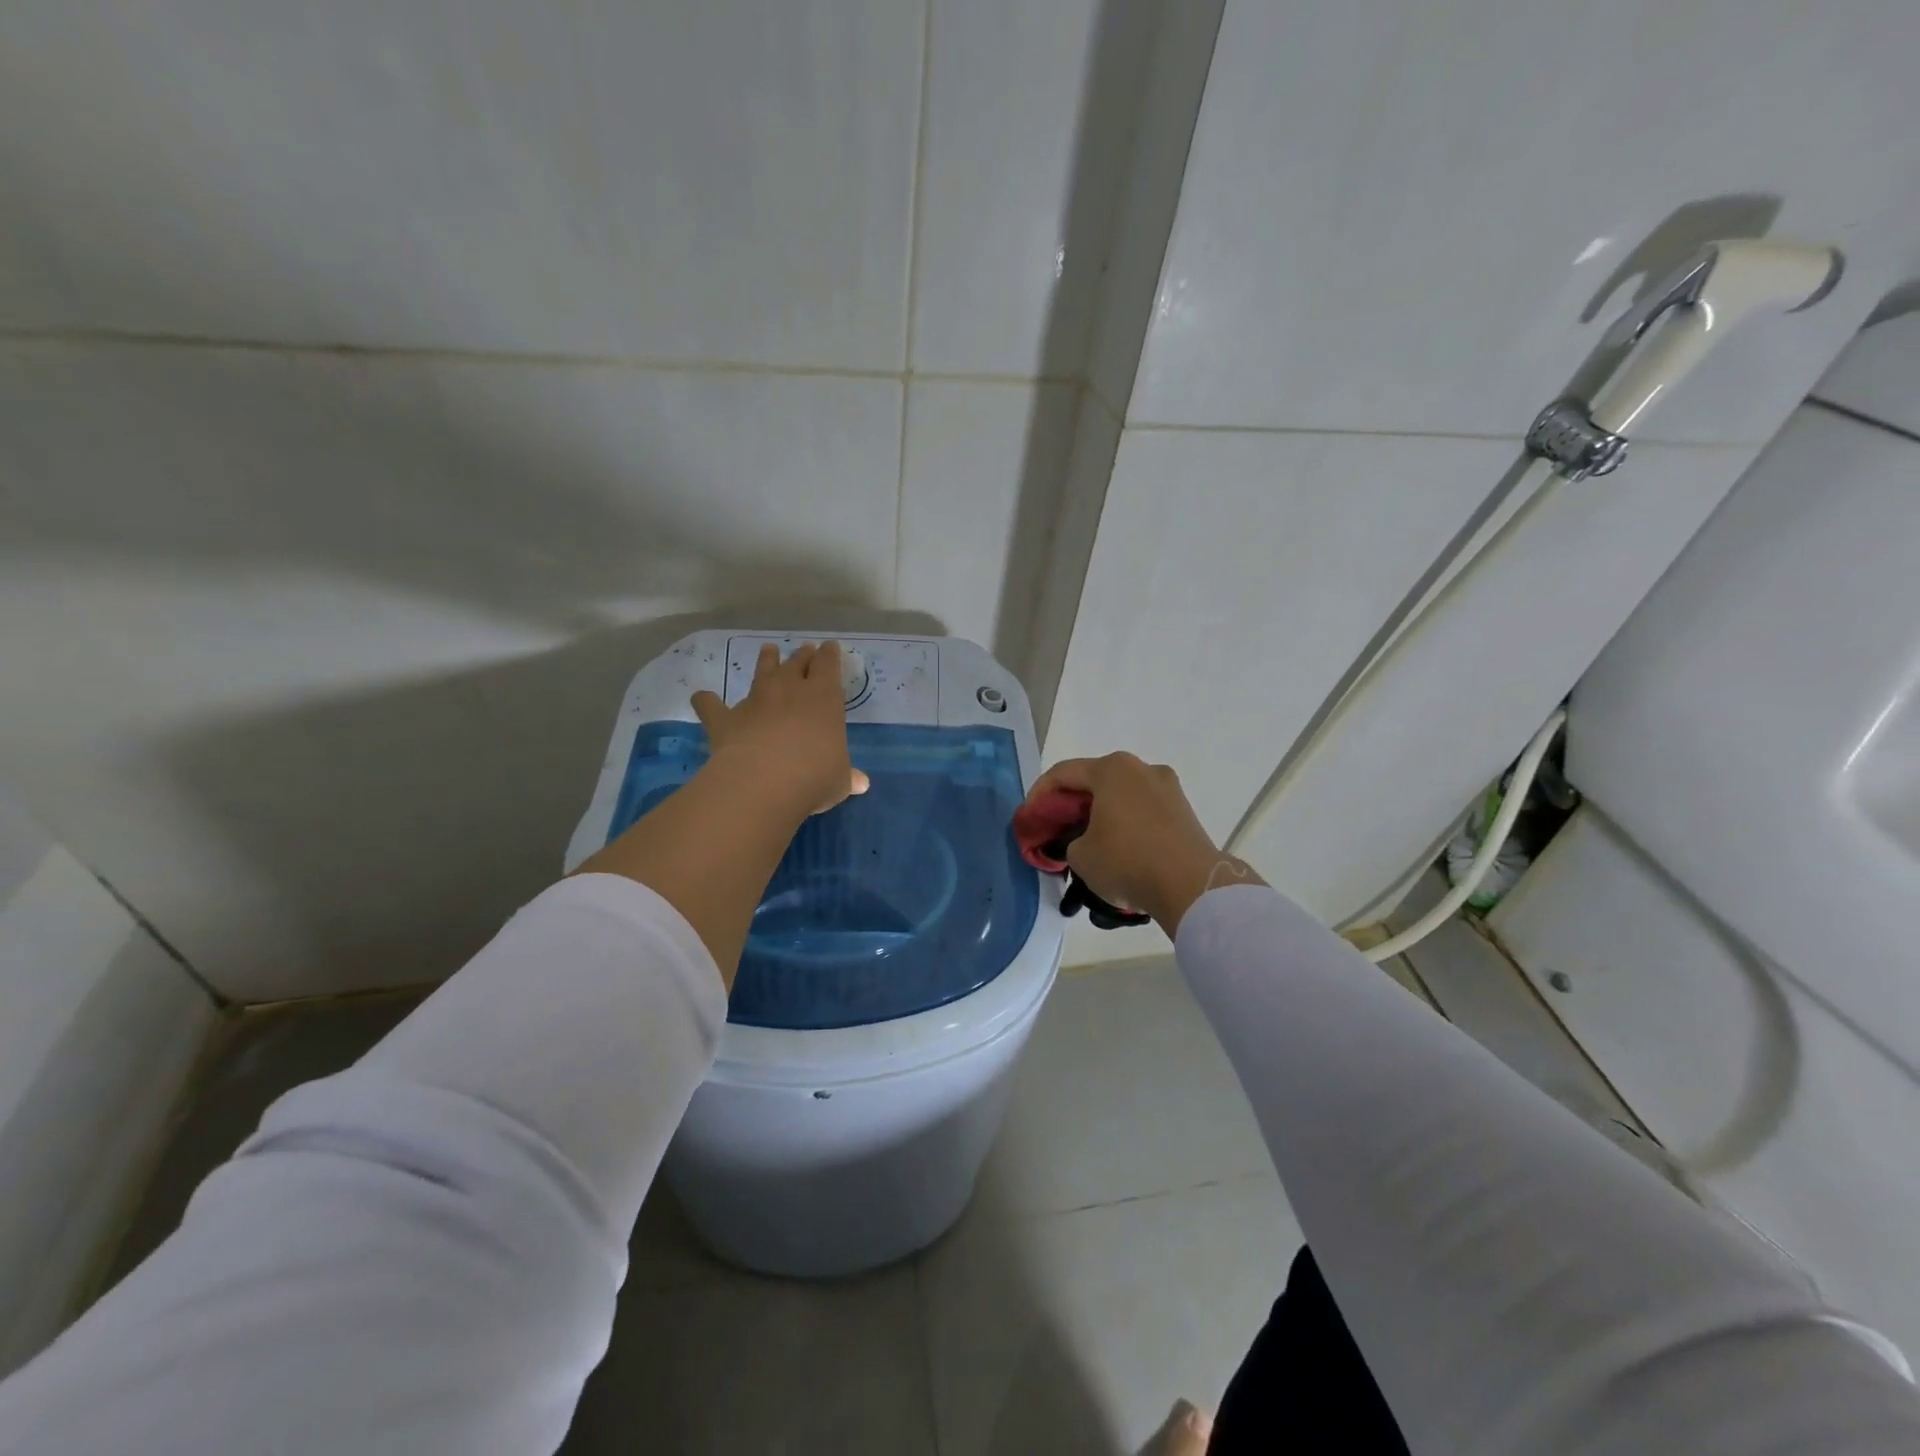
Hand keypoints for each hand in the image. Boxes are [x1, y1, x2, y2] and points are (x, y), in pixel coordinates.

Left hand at [691, 641, 869, 816]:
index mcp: (824, 698)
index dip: (830, 655)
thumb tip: (861, 783)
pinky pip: (712, 705)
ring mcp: (756, 701)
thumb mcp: (839, 780)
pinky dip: (707, 701)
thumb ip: (847, 776)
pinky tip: (702, 697)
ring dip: (766, 660)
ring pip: (762, 672)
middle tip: (806, 649)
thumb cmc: (815, 776)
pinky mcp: (726, 719)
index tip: (831, 648)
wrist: (764, 781)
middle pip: (797, 663)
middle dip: (803, 655)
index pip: (829, 666)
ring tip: (768, 650)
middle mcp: (790, 690)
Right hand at [1024, 753, 1260, 933]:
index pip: (1063, 773)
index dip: (1039, 795)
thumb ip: (1069, 841)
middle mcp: (1141, 769)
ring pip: (1121, 796)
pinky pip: (1143, 812)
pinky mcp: (1184, 811)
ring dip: (1101, 814)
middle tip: (1057, 829)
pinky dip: (1125, 824)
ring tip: (1088, 842)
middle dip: (1072, 804)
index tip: (1029, 819)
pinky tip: (1118, 849)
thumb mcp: (1079, 855)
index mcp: (1112, 769)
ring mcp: (1168, 788)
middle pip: (1095, 781)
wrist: (1191, 886)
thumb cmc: (1127, 860)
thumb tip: (1082, 842)